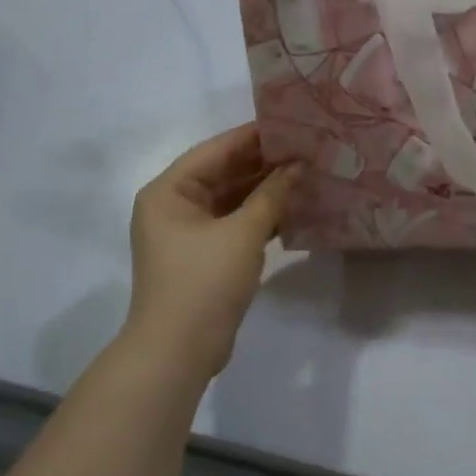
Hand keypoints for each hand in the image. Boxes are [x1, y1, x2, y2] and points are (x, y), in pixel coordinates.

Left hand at [123, 123, 300, 381]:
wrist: (178, 352)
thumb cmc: (204, 281)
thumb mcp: (243, 233)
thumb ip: (273, 194)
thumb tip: (299, 165)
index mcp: (169, 192)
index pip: (216, 150)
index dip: (254, 136)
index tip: (292, 123)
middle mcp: (173, 206)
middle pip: (223, 173)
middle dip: (264, 164)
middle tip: (307, 149)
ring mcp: (188, 234)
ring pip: (231, 200)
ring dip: (265, 190)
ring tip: (307, 174)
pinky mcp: (203, 257)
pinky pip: (234, 224)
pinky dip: (260, 217)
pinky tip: (294, 208)